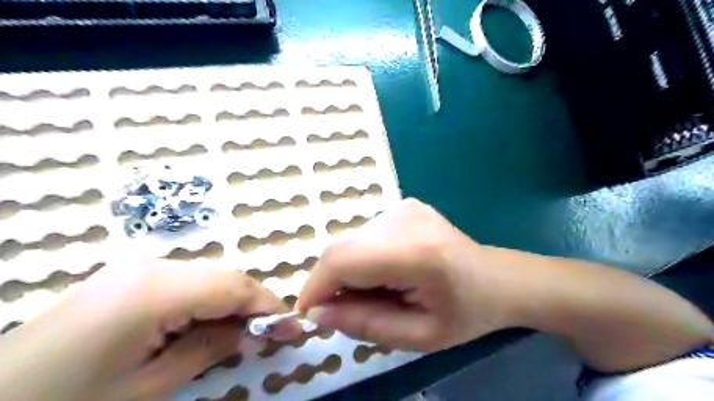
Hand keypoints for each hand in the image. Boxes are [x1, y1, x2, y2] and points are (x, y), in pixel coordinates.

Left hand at [0, 260, 298, 400]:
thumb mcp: (147, 389)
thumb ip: (207, 350)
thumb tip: (249, 333)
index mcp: (155, 290)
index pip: (233, 286)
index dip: (269, 305)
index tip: (293, 327)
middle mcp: (150, 266)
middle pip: (223, 276)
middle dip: (252, 303)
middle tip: (270, 333)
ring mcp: (135, 267)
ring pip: (206, 276)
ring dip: (230, 302)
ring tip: (239, 333)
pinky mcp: (126, 277)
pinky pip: (184, 281)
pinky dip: (205, 300)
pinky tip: (204, 324)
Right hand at [296, 198, 520, 351]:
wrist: (494, 278)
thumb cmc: (464, 313)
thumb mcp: (418, 337)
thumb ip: (364, 324)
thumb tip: (317, 312)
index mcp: (416, 253)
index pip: (344, 259)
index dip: (317, 285)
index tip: (309, 313)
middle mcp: (405, 219)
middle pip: (342, 247)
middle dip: (331, 282)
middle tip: (347, 308)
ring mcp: (404, 207)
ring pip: (350, 241)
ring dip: (349, 270)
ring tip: (377, 290)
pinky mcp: (403, 205)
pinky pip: (365, 235)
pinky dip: (362, 257)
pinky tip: (387, 271)